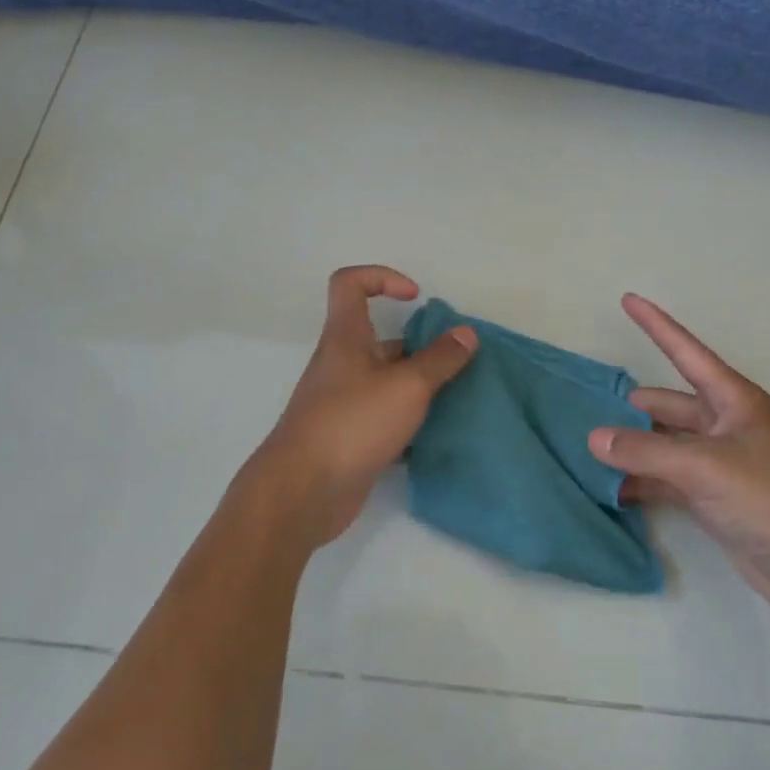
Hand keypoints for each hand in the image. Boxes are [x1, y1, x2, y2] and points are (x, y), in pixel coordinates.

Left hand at [244, 265, 477, 549]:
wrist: (303, 492)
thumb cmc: (352, 423)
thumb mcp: (406, 386)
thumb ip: (440, 359)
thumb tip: (466, 334)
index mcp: (346, 337)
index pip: (350, 283)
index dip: (382, 277)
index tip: (416, 298)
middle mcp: (341, 363)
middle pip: (379, 337)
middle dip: (418, 344)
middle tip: (454, 360)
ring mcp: (342, 402)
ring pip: (385, 379)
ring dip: (418, 385)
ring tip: (456, 397)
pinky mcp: (348, 436)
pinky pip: (384, 416)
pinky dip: (408, 420)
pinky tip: (436, 436)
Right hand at [589, 294, 769, 625]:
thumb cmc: (768, 498)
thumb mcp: (703, 467)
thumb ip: (644, 452)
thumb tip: (594, 438)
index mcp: (732, 400)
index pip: (685, 352)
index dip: (656, 325)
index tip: (628, 299)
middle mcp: (724, 423)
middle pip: (667, 404)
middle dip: (630, 406)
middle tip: (586, 408)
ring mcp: (718, 461)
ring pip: (663, 443)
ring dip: (633, 447)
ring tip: (588, 448)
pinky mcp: (712, 495)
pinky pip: (666, 477)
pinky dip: (641, 480)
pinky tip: (611, 488)